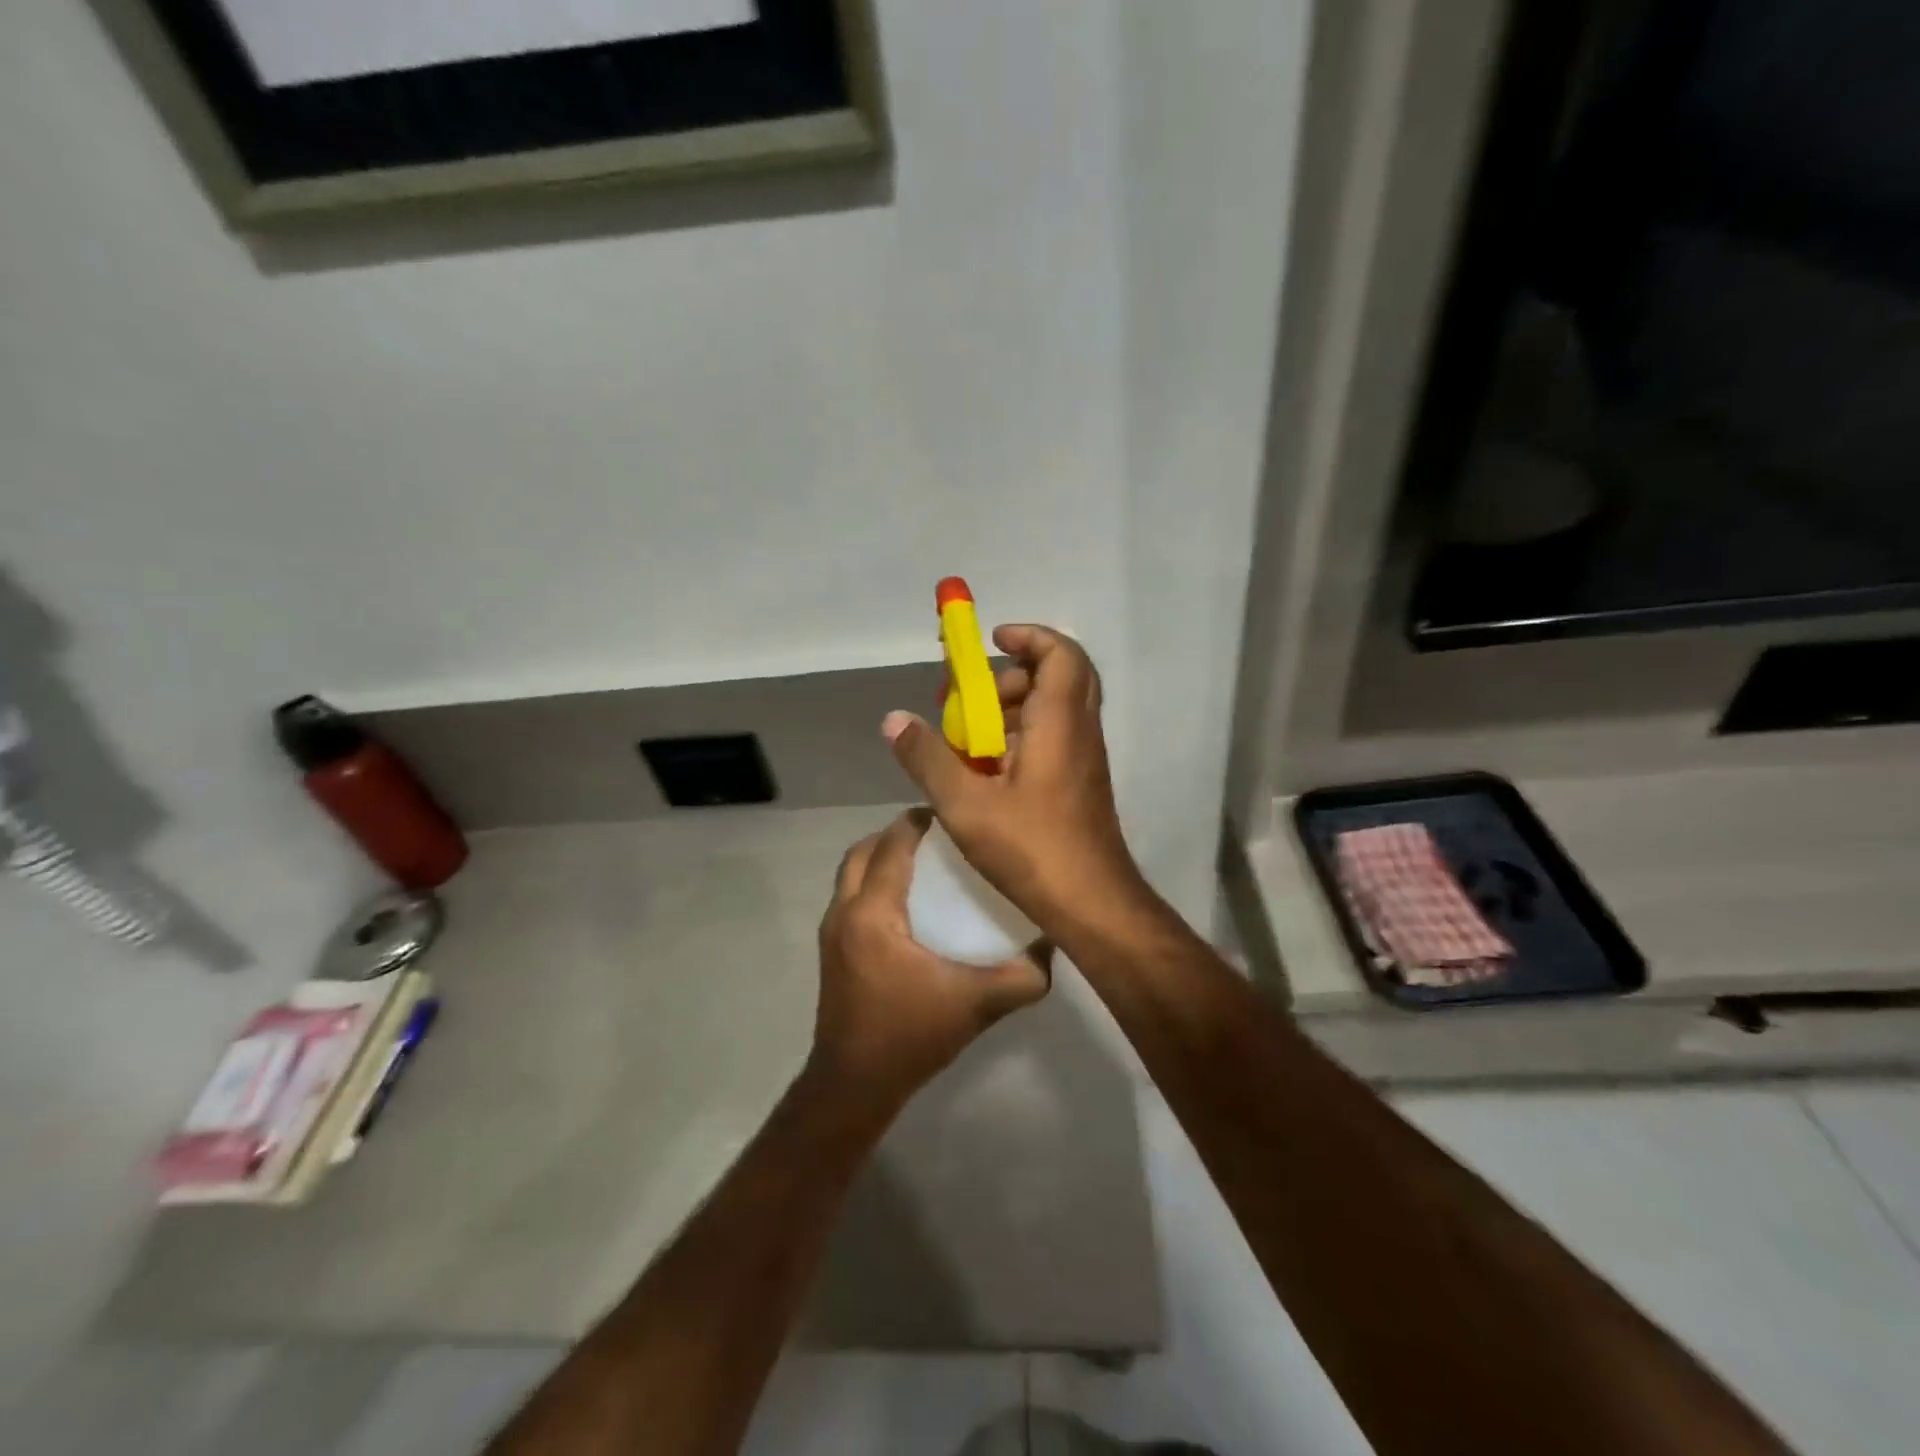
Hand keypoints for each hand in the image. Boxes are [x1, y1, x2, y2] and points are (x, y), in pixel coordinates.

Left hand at [810, 810, 1049, 1109]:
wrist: (854, 1085)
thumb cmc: (910, 1037)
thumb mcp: (976, 1005)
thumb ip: (1022, 977)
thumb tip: (1055, 945)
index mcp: (872, 913)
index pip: (891, 847)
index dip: (917, 823)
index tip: (952, 815)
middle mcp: (844, 912)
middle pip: (863, 851)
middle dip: (895, 834)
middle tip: (938, 835)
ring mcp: (831, 932)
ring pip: (850, 873)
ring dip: (880, 857)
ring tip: (923, 862)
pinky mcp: (831, 950)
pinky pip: (849, 896)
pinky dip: (872, 882)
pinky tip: (906, 904)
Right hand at [882, 624, 1148, 937]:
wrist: (1092, 904)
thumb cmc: (1032, 849)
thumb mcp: (965, 805)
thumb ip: (928, 759)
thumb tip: (894, 720)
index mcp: (1059, 723)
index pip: (1060, 653)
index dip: (1029, 636)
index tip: (992, 641)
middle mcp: (1080, 732)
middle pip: (1058, 676)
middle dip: (1012, 675)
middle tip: (972, 697)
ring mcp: (1084, 759)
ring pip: (1055, 710)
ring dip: (1013, 709)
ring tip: (969, 739)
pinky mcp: (1080, 784)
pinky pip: (1054, 739)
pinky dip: (1022, 738)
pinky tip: (987, 773)